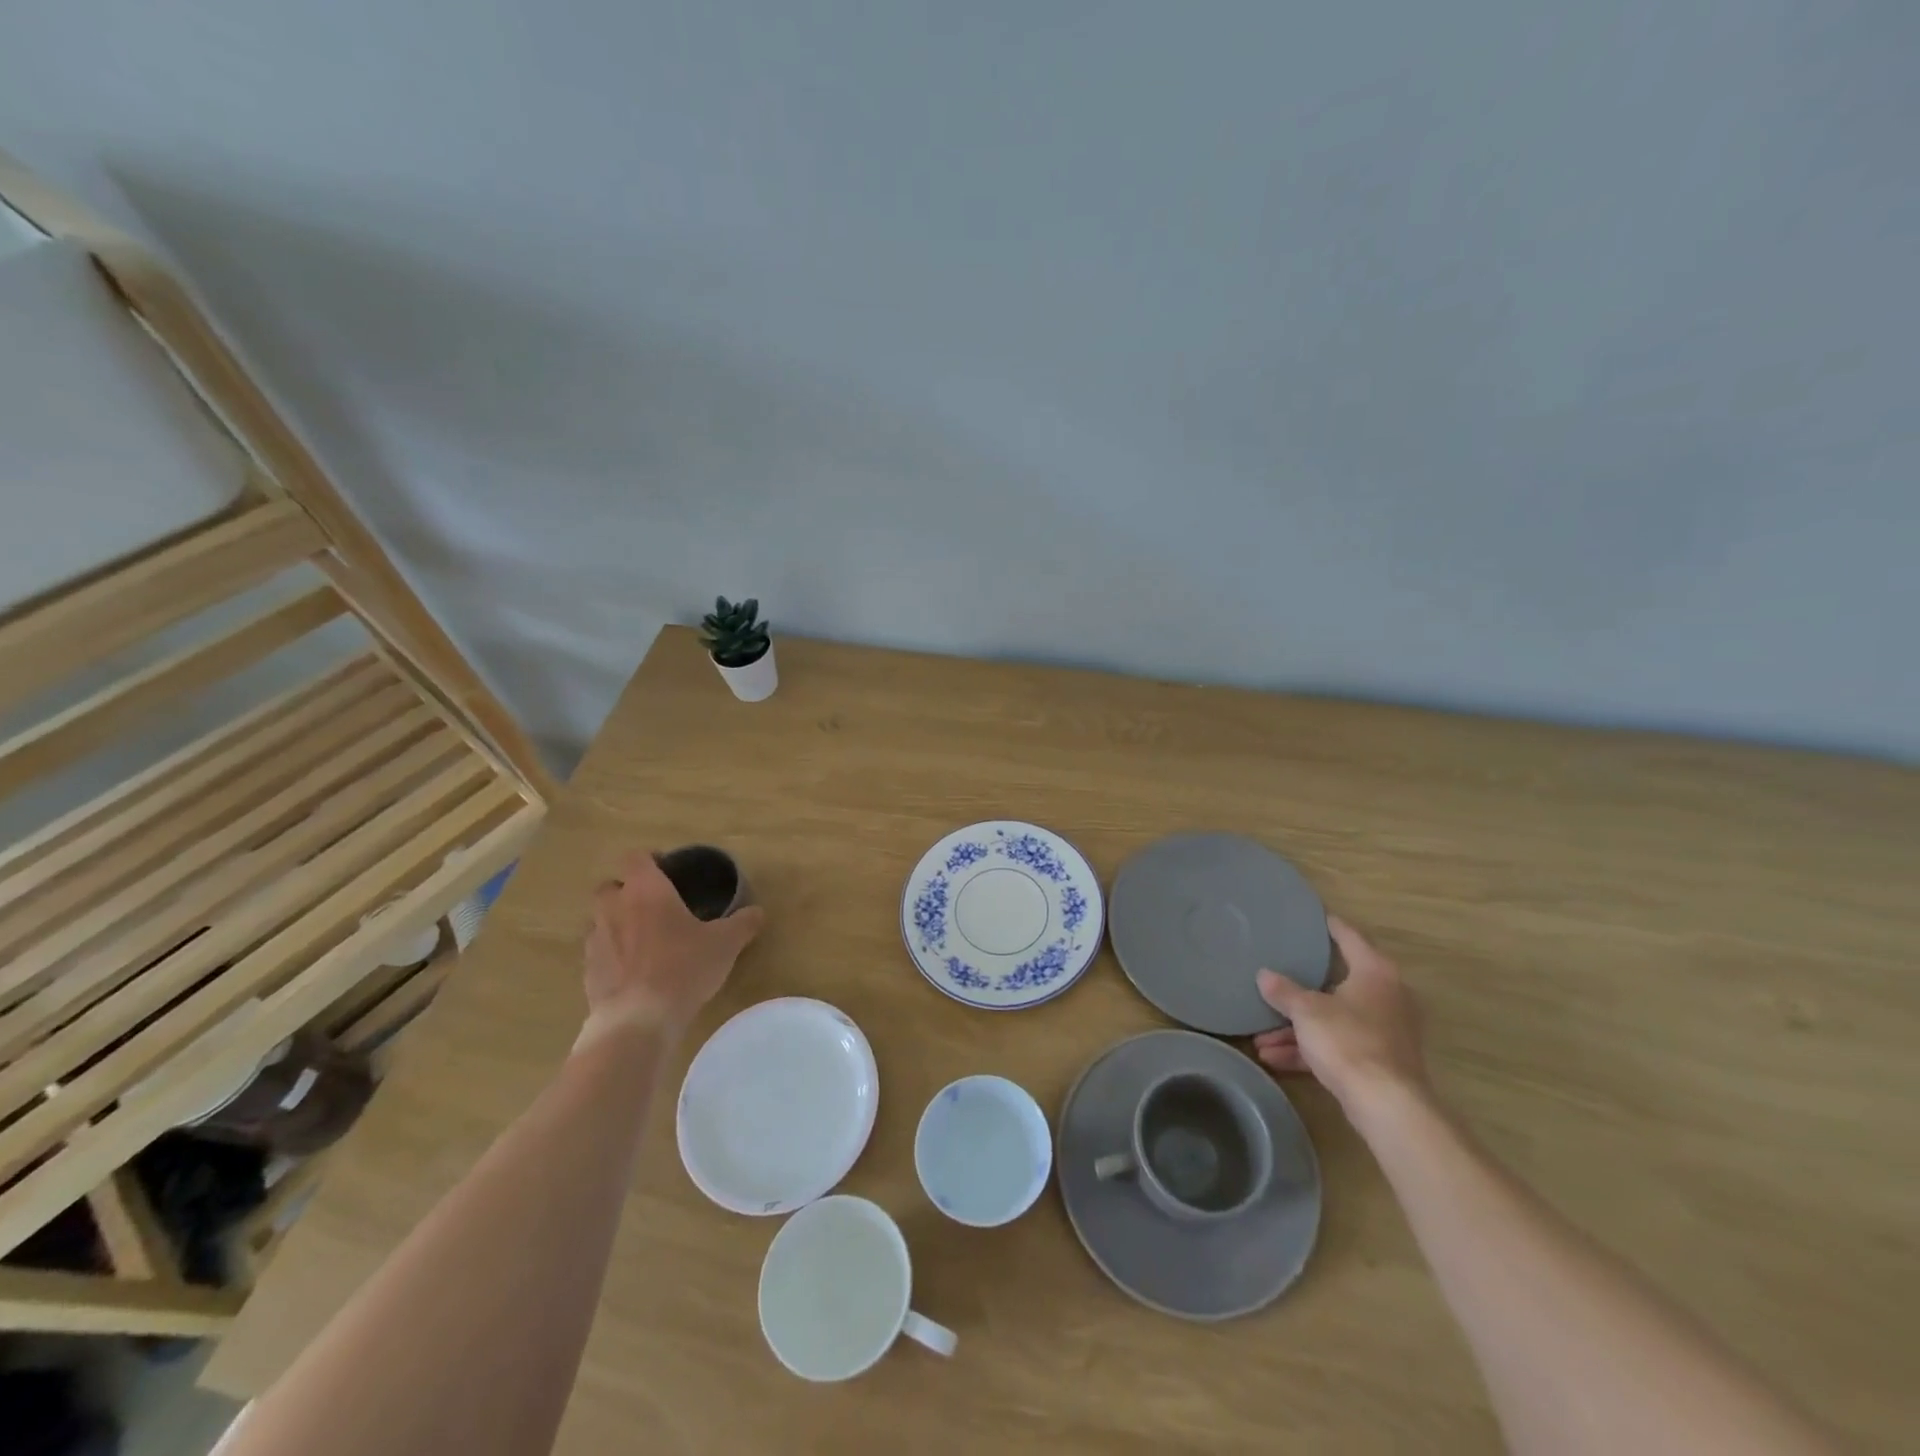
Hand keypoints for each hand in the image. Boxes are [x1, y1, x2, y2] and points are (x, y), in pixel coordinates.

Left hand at [578, 851, 765, 1047]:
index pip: (635, 858)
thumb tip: (756, 912)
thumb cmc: (684, 967)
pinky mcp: (587, 972)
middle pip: (610, 886)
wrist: (638, 1020)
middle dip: (628, 892)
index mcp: (646, 891)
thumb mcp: (725, 943)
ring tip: (644, 941)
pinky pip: (598, 953)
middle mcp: (614, 908)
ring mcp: (596, 941)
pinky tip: (635, 973)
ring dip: (617, 923)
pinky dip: (612, 956)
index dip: (649, 860)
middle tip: (655, 906)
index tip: (668, 871)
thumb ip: (742, 923)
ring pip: (601, 920)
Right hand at [1252, 915, 1429, 1120]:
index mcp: (1375, 973)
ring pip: (1333, 1020)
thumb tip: (1264, 975)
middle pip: (1337, 983)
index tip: (1312, 916)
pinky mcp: (1379, 1060)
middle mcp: (1386, 996)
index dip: (1330, 925)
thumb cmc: (1348, 1041)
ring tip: (1261, 1038)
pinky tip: (1274, 1059)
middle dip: (1300, 991)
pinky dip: (1309, 1049)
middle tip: (1277, 976)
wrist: (1386, 1104)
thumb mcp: (1307, 1012)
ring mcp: (1385, 1030)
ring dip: (1297, 1029)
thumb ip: (1284, 991)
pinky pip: (1337, 1046)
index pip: (1350, 937)